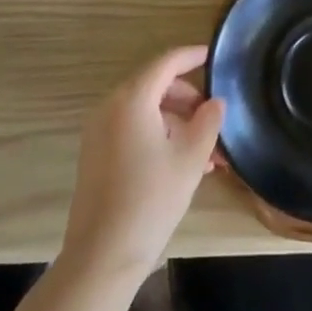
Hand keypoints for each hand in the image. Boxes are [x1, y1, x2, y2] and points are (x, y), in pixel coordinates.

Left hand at [62, 46, 224, 283]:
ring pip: (145, 110)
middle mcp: (110, 107)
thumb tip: (215, 102)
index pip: (166, 62)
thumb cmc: (151, 199)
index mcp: (131, 100)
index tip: (214, 55)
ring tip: (207, 151)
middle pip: (155, 85)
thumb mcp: (190, 158)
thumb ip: (208, 122)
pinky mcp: (96, 153)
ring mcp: (99, 131)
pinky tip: (183, 163)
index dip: (192, 56)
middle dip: (188, 97)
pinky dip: (158, 134)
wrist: (102, 255)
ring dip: (176, 121)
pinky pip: (132, 129)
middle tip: (215, 117)